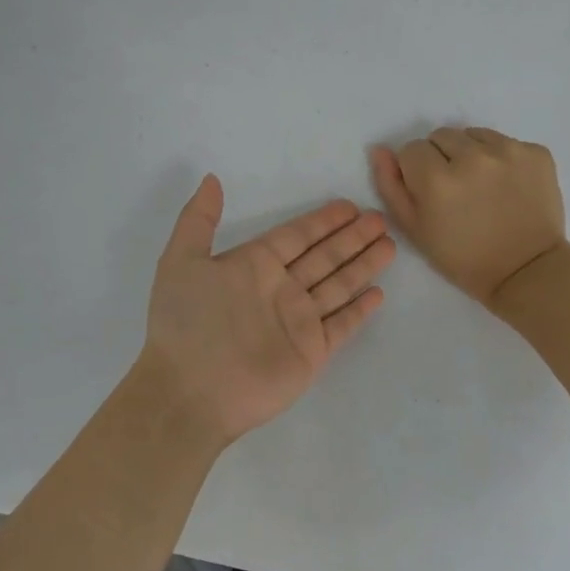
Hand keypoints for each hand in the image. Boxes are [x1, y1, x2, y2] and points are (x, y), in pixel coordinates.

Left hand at [141, 175, 394, 444]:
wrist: (190, 392)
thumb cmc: (186, 324)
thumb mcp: (180, 262)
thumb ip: (198, 220)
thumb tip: (211, 179)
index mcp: (253, 266)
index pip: (296, 236)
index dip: (322, 221)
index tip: (349, 206)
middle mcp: (280, 289)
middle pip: (324, 257)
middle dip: (351, 238)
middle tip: (380, 219)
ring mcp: (298, 322)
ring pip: (338, 285)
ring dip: (363, 265)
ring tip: (389, 245)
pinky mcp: (311, 352)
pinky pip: (341, 325)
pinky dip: (359, 311)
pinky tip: (377, 293)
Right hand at [370, 127, 566, 307]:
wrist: (526, 271)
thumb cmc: (463, 258)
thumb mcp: (415, 230)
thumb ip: (391, 187)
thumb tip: (380, 150)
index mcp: (436, 178)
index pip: (411, 149)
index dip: (416, 171)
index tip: (430, 194)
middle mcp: (472, 156)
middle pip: (442, 136)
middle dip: (442, 158)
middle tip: (456, 191)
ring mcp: (509, 150)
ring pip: (474, 135)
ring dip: (471, 154)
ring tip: (482, 187)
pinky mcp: (537, 152)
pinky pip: (506, 142)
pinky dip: (502, 159)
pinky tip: (507, 187)